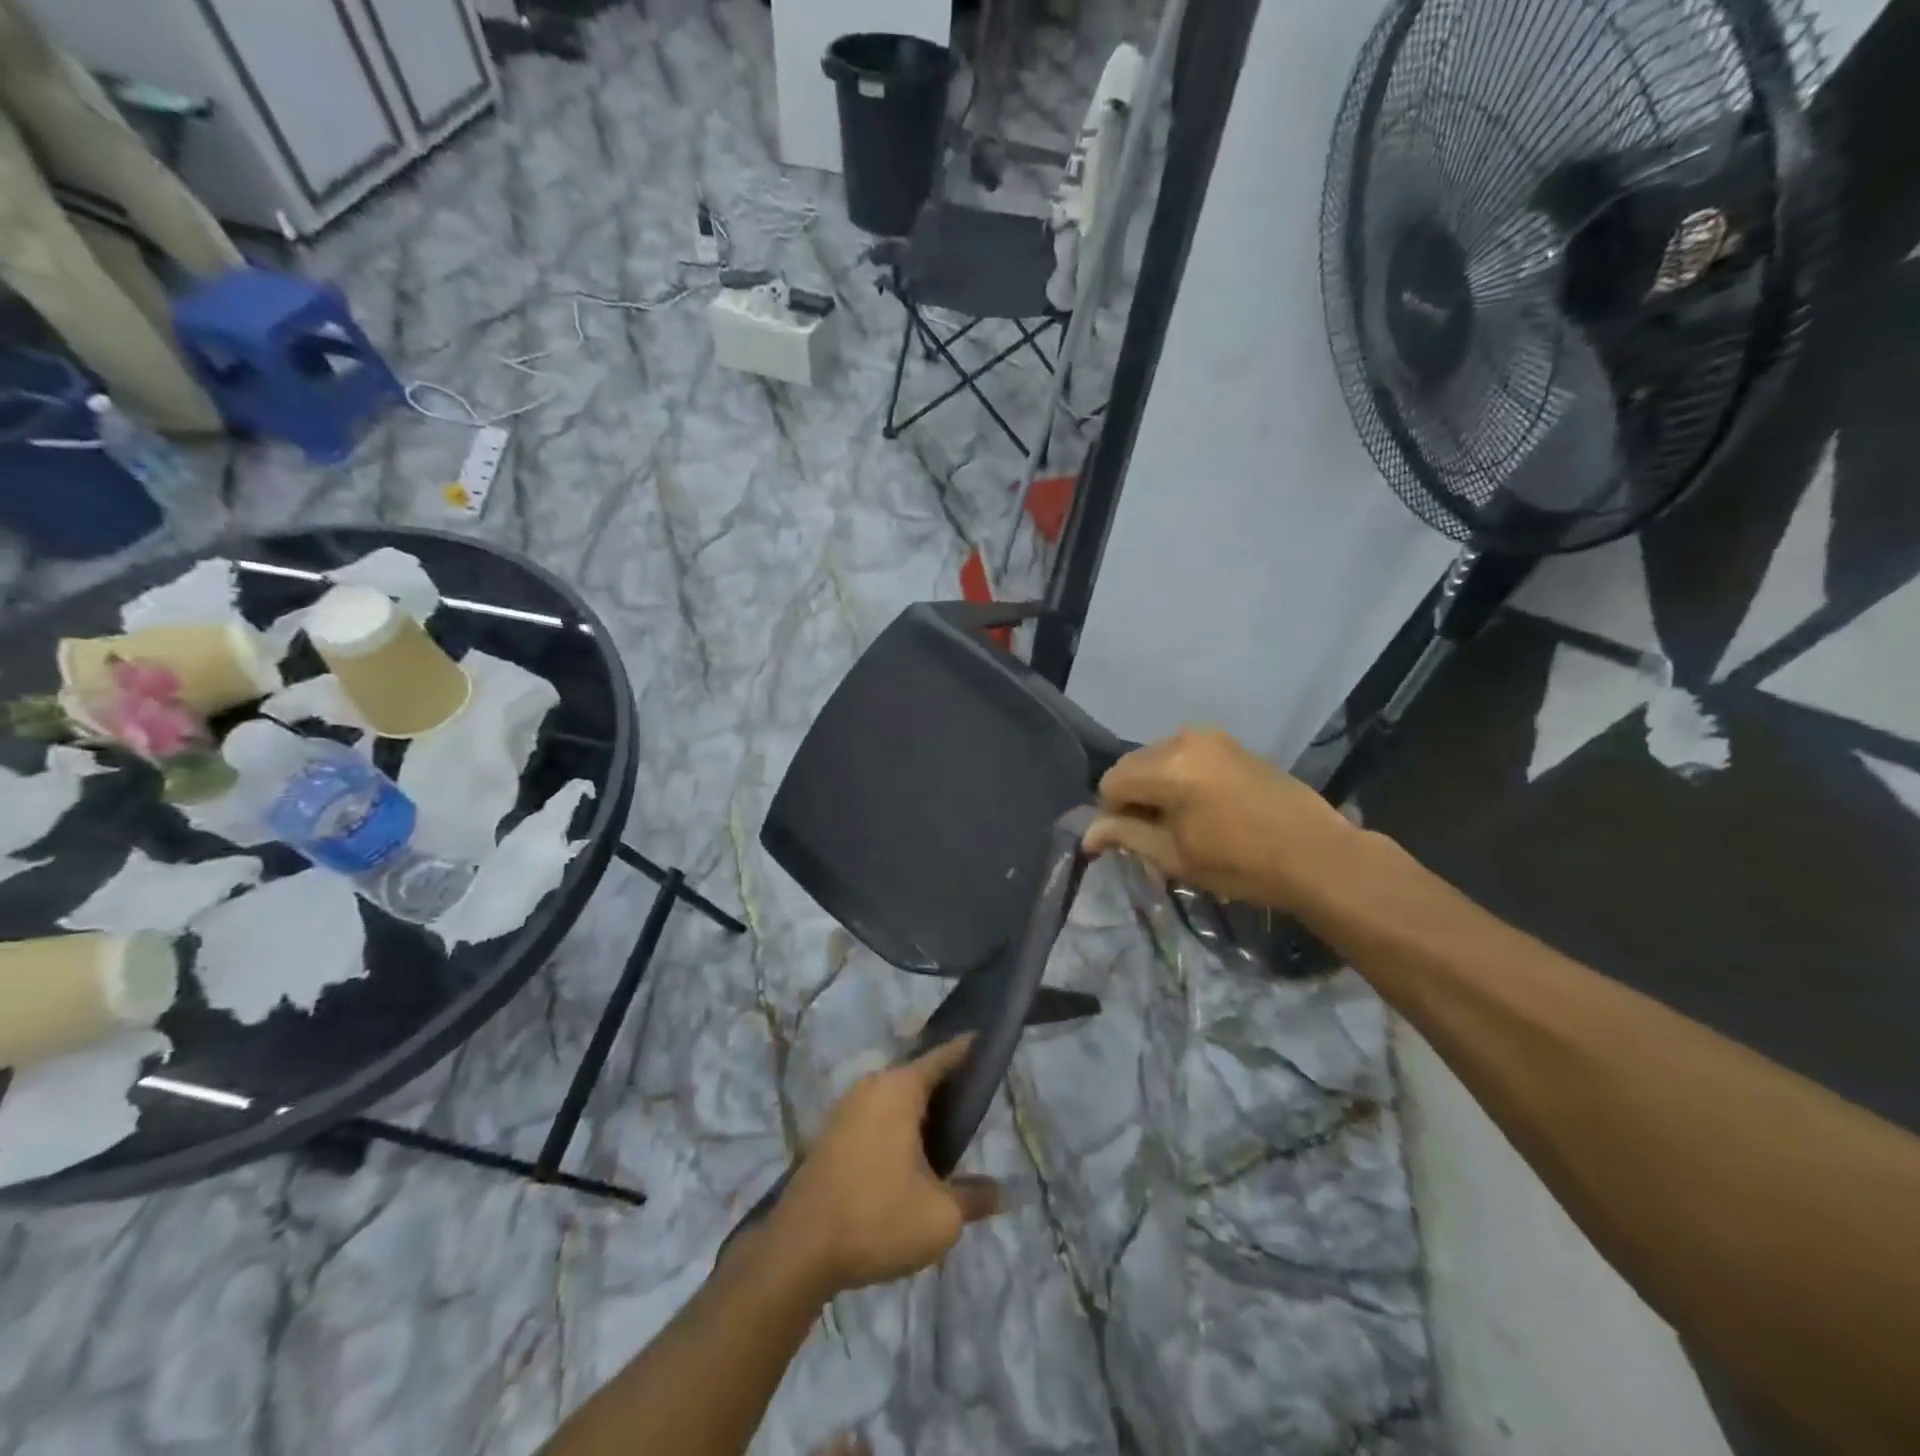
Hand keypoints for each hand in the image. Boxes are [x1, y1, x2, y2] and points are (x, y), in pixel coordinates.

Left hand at [771, 1036, 1001, 1296]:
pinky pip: (875, 1114)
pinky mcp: (831, 1132)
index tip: (984, 1039)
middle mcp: (872, 1086)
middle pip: (916, 1074)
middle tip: (974, 1100)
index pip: (942, 1056)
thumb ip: (975, 1198)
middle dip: (943, 1084)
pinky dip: (896, 1124)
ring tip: (946, 1130)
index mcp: (900, 1089)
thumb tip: (1005, 1193)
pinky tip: (909, 1153)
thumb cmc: (877, 1218)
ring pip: (893, 1096)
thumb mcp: (940, 1216)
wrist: (799, 1249)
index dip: (965, 1049)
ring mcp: (846, 1107)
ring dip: (917, 1109)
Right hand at [1084, 727, 1361, 911]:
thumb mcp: (1175, 856)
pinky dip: (1180, 776)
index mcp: (1167, 767)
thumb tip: (1087, 836)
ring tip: (1179, 820)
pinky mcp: (1232, 743)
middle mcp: (1184, 740)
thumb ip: (1126, 837)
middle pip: (1132, 765)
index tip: (1132, 841)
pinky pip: (1186, 754)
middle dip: (1132, 797)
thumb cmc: (1241, 863)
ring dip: (1155, 785)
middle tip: (1153, 834)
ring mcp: (1211, 737)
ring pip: (1158, 758)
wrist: (1317, 855)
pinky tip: (1202, 805)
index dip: (1111, 814)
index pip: (1111, 783)